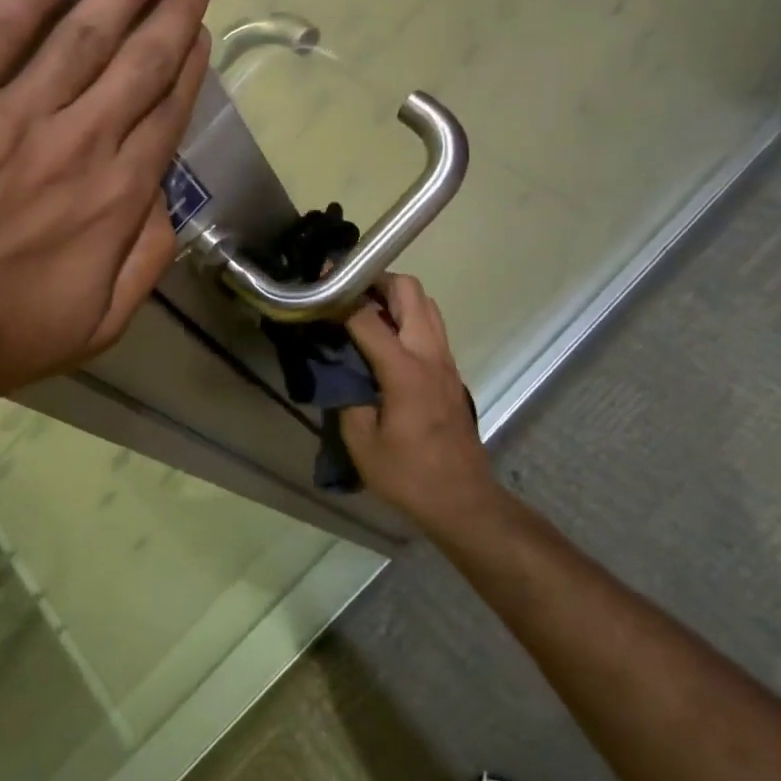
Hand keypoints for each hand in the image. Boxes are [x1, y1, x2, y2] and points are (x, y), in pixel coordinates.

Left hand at [0, 0, 210, 406]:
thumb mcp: (93, 329)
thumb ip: (144, 263)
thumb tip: (165, 201)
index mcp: (112, 199)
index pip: (163, 115)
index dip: (187, 66)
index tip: (199, 30)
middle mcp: (75, 144)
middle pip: (136, 64)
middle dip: (169, 13)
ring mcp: (8, 116)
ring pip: (81, 36)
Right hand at [339, 274, 497, 528]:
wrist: (464, 500)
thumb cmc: (408, 475)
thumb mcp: (361, 442)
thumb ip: (346, 396)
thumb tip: (338, 369)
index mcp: (405, 371)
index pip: (367, 317)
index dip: (339, 296)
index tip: (316, 285)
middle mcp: (429, 355)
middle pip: (409, 291)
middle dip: (374, 280)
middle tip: (343, 290)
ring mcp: (445, 360)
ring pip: (425, 303)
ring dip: (393, 295)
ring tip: (360, 307)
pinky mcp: (450, 371)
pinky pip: (430, 324)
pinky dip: (405, 315)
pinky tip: (381, 335)